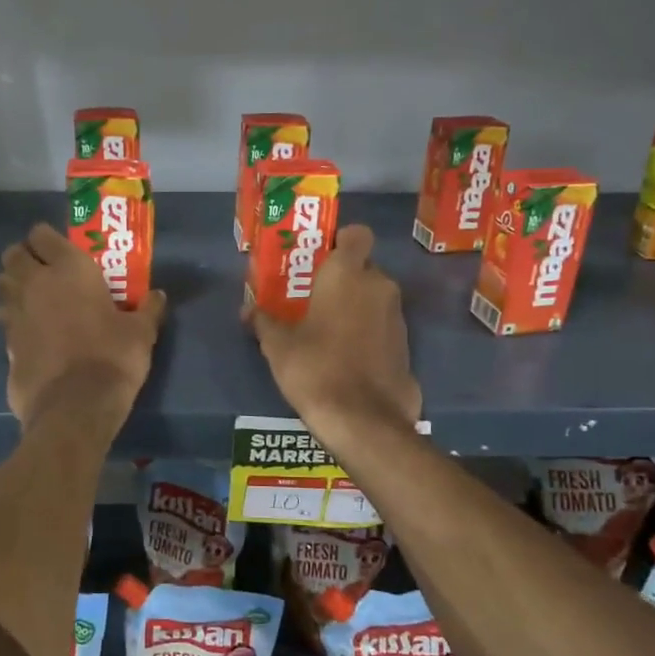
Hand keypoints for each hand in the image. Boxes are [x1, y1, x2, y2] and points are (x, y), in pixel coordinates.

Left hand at [0, 224, 166, 434]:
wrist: (75, 407)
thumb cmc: (112, 358)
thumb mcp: (141, 333)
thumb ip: (148, 309)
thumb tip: (158, 295)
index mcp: (68, 269)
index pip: (42, 234)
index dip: (48, 238)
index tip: (61, 249)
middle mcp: (35, 283)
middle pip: (13, 255)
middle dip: (24, 258)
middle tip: (44, 271)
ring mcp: (16, 314)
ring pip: (3, 285)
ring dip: (14, 286)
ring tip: (34, 299)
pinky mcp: (6, 344)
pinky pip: (5, 320)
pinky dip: (14, 320)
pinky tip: (31, 333)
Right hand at [243, 224, 419, 438]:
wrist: (364, 421)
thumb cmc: (316, 369)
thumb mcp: (278, 346)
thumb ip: (264, 320)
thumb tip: (248, 310)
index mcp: (348, 274)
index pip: (356, 234)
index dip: (341, 241)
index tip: (320, 258)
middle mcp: (379, 286)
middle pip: (363, 268)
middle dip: (342, 279)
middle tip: (312, 298)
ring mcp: (397, 317)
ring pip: (374, 297)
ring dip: (355, 307)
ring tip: (325, 330)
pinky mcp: (406, 346)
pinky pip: (382, 325)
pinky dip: (367, 332)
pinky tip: (344, 355)